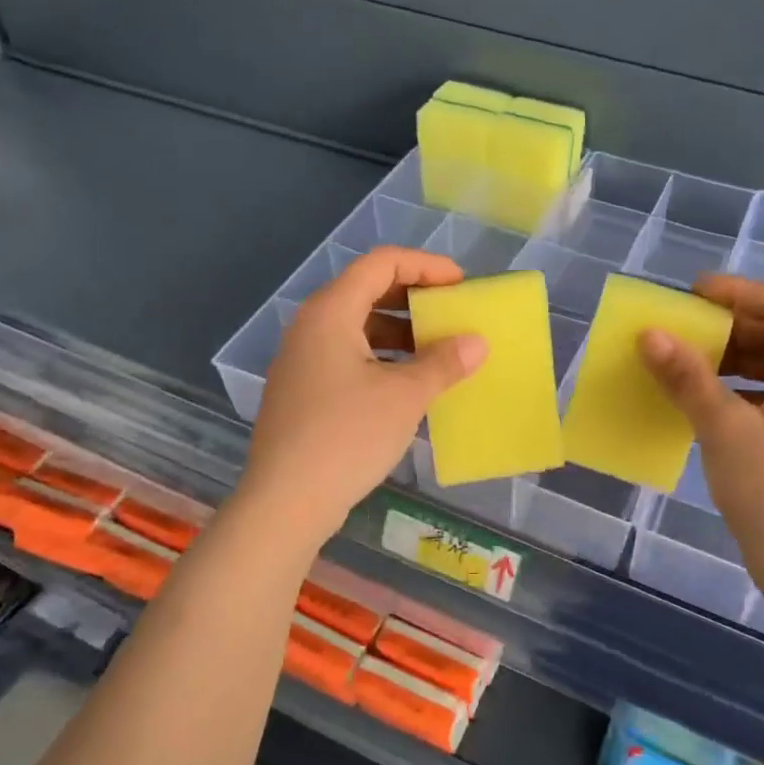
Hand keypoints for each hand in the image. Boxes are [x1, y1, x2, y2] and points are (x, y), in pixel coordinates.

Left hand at [241, 247, 486, 539]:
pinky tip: (408, 384)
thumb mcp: (404, 396)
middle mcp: (311, 326)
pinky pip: (348, 357)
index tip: (460, 285)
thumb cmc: (347, 436)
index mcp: (331, 312)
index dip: (425, 265)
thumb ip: (443, 362)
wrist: (285, 501)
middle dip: (414, 299)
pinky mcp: (303, 391)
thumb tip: (477, 342)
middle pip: (367, 291)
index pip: (381, 263)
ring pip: (358, 328)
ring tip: (438, 351)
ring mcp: (302, 360)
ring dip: (400, 333)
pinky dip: (382, 359)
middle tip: (452, 315)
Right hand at [639, 275, 763, 614]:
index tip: (687, 295)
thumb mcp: (724, 428)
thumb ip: (687, 376)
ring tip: (683, 366)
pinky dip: (739, 393)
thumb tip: (649, 334)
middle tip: (678, 332)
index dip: (733, 292)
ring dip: (730, 362)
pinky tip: (704, 405)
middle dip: (727, 329)